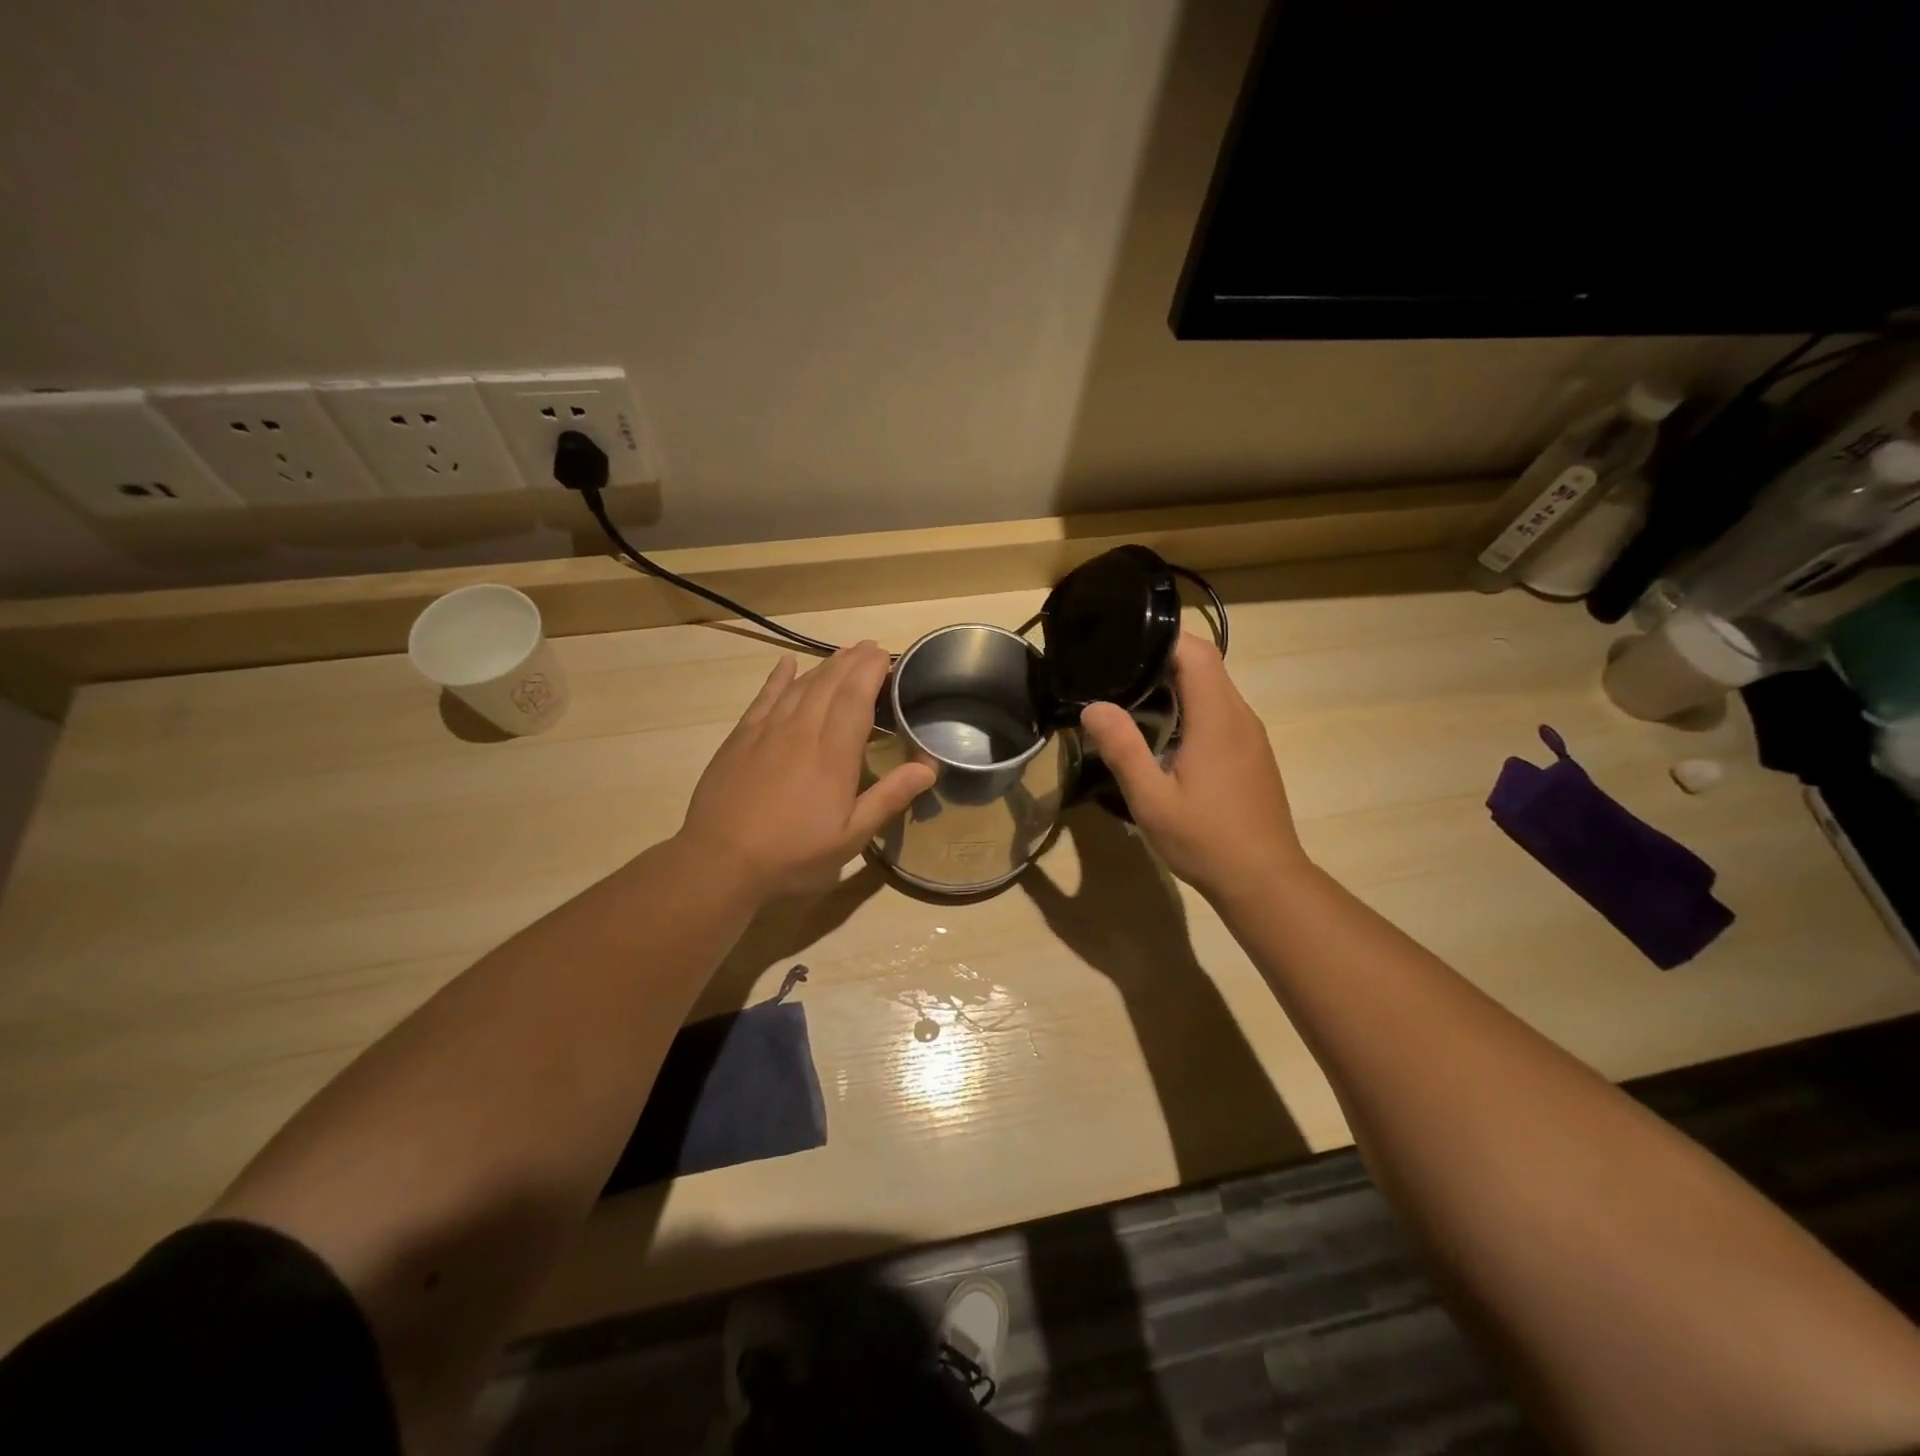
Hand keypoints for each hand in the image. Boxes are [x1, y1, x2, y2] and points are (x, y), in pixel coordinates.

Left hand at [678, 642, 935, 899]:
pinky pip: (764, 697)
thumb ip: (889, 798)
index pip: (857, 699)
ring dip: (824, 666)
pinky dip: (778, 678)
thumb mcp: (850, 837)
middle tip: (870, 648)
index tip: (886, 656)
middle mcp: (802, 732)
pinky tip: (787, 665)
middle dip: (852, 662)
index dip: (872, 672)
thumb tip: (929, 767)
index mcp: (834, 755)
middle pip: (830, 684)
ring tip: (842, 653)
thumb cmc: (793, 855)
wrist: (720, 861)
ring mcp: (767, 731)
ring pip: (800, 686)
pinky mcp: (740, 738)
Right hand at [1080, 634, 1306, 903]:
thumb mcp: (1151, 799)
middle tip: (1117, 670)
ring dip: (1178, 682)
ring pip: (1215, 687)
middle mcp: (1240, 716)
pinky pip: (1221, 710)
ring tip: (1133, 696)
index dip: (1162, 637)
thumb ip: (1123, 749)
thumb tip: (1094, 707)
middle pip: (1207, 664)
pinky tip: (1165, 731)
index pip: (1197, 652)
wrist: (1264, 880)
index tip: (1123, 643)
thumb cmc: (1205, 839)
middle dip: (1163, 657)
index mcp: (1217, 718)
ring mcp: (1251, 734)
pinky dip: (1192, 705)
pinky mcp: (1252, 751)